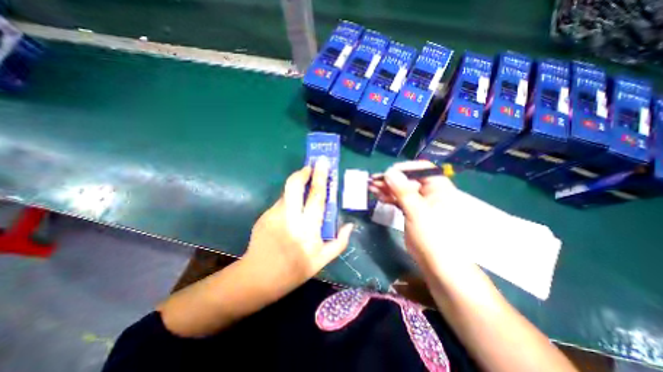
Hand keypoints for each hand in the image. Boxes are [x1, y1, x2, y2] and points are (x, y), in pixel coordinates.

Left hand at [243, 158, 353, 297]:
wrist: (259, 277)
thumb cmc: (294, 271)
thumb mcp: (322, 261)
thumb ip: (339, 243)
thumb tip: (350, 225)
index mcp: (308, 229)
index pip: (316, 197)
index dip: (320, 178)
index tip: (322, 164)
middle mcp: (290, 218)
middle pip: (294, 186)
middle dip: (303, 172)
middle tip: (310, 167)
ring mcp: (274, 215)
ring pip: (286, 191)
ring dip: (296, 185)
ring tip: (303, 187)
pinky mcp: (264, 215)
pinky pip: (280, 202)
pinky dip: (289, 200)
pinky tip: (291, 210)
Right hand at [367, 160, 471, 272]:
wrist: (437, 264)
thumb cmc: (433, 237)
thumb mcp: (417, 212)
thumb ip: (403, 191)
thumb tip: (389, 172)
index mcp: (439, 188)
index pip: (422, 169)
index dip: (404, 169)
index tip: (388, 173)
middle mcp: (430, 192)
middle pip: (408, 179)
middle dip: (390, 179)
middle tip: (373, 180)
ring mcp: (419, 202)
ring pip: (401, 189)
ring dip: (386, 188)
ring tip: (371, 186)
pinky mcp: (411, 211)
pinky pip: (399, 199)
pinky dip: (388, 197)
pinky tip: (377, 195)